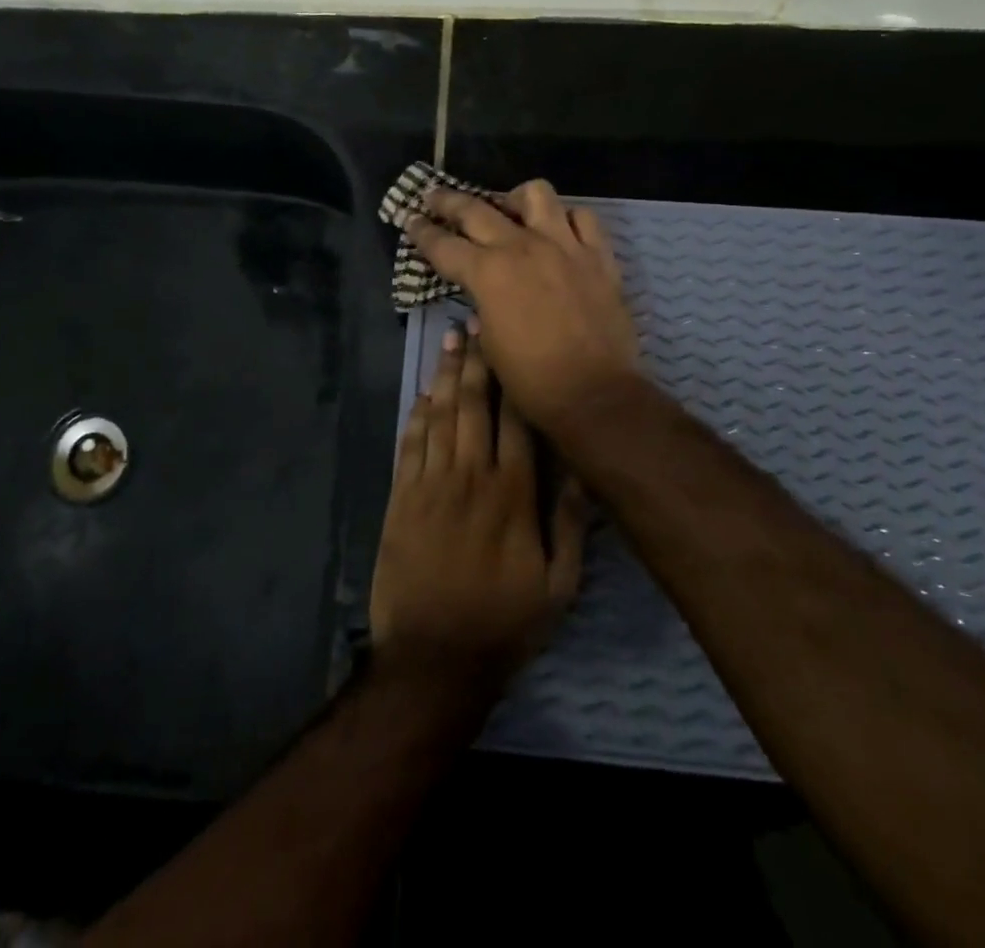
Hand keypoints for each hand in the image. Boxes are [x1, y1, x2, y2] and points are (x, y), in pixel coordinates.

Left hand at [370, 328, 587, 692]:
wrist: (433, 659)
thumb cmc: (503, 623)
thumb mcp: (558, 586)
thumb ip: (570, 522)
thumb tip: (583, 467)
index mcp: (512, 494)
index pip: (515, 420)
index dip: (513, 378)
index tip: (511, 343)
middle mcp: (470, 477)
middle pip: (473, 406)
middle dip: (476, 362)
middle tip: (474, 325)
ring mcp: (430, 485)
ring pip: (440, 417)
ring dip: (445, 377)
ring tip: (449, 342)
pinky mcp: (401, 499)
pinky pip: (411, 444)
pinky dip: (417, 414)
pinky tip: (424, 393)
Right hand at [404, 180, 641, 437]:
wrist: (595, 394)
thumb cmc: (532, 380)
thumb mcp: (490, 344)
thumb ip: (483, 307)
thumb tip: (483, 297)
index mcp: (487, 273)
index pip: (442, 244)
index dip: (421, 231)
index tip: (409, 219)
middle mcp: (522, 247)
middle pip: (475, 209)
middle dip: (447, 201)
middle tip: (434, 197)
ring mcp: (564, 246)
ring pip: (536, 194)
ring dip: (514, 199)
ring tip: (509, 210)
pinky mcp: (598, 255)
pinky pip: (583, 217)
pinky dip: (566, 219)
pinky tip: (559, 231)